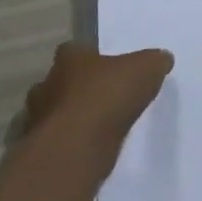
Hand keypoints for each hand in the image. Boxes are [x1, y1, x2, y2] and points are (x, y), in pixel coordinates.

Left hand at [20, 44, 172, 150]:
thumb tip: (162, 58)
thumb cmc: (108, 97)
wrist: (77, 148)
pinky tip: (92, 150)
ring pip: (56, 113)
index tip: (108, 68)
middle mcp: (47, 84)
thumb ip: (154, 62)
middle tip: (104, 99)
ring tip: (100, 128)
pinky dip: (72, 144)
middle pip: (62, 82)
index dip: (91, 58)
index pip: (74, 50)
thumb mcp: (145, 70)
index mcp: (69, 59)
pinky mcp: (41, 150)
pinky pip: (59, 141)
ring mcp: (39, 119)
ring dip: (73, 119)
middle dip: (78, 89)